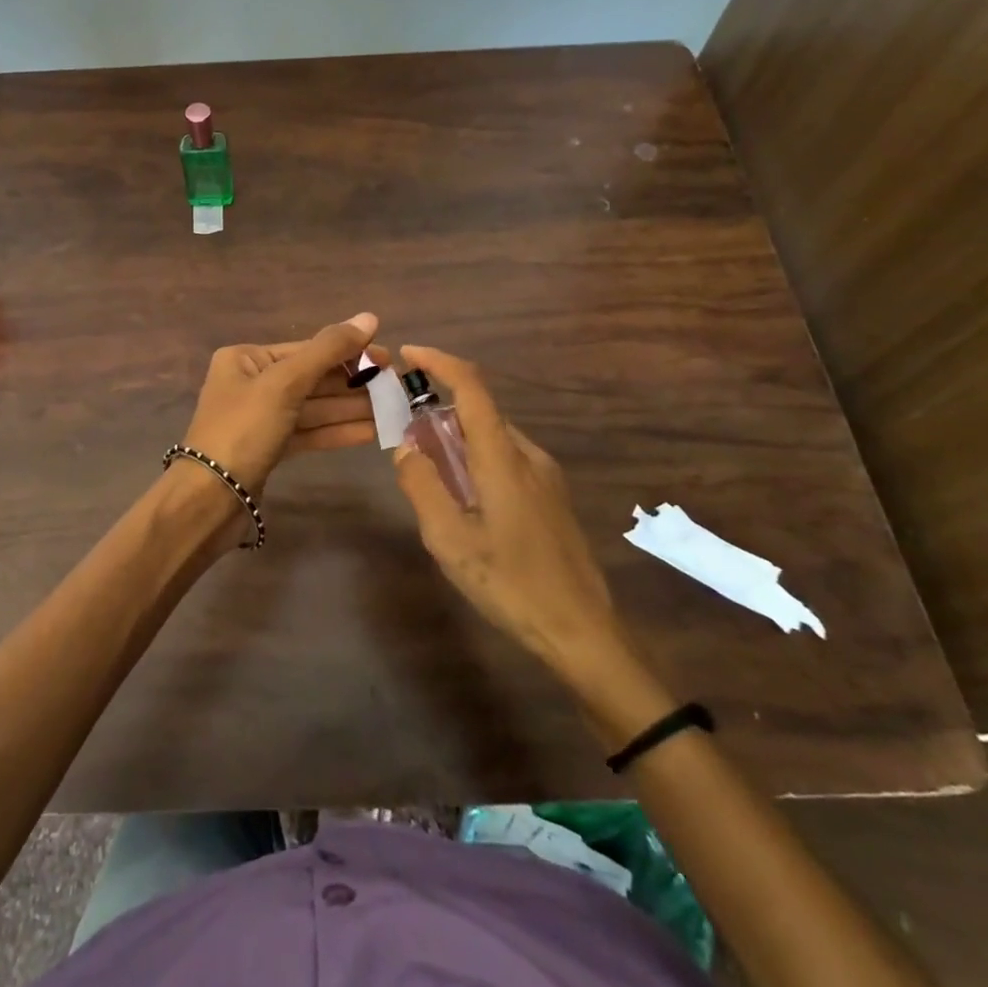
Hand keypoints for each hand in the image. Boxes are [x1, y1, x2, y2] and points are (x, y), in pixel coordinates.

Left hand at [180, 313, 384, 497]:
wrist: (210, 499)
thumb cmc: (243, 430)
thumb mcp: (286, 383)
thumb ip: (328, 350)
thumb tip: (369, 317)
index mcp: (245, 359)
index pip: (306, 350)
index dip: (349, 352)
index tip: (388, 358)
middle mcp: (251, 383)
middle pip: (312, 378)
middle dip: (353, 384)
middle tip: (395, 387)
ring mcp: (260, 418)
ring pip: (314, 408)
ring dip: (352, 409)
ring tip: (392, 410)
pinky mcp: (269, 448)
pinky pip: (309, 432)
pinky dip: (337, 432)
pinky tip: (372, 432)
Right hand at [392, 345, 634, 693]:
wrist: (582, 631)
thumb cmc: (511, 584)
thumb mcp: (449, 540)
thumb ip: (422, 486)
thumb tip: (405, 448)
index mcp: (503, 458)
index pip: (473, 388)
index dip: (440, 362)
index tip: (408, 355)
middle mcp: (528, 456)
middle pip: (480, 412)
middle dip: (440, 410)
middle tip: (405, 434)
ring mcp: (546, 476)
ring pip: (493, 438)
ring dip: (457, 438)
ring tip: (428, 471)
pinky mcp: (552, 497)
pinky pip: (507, 459)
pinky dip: (476, 458)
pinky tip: (463, 497)